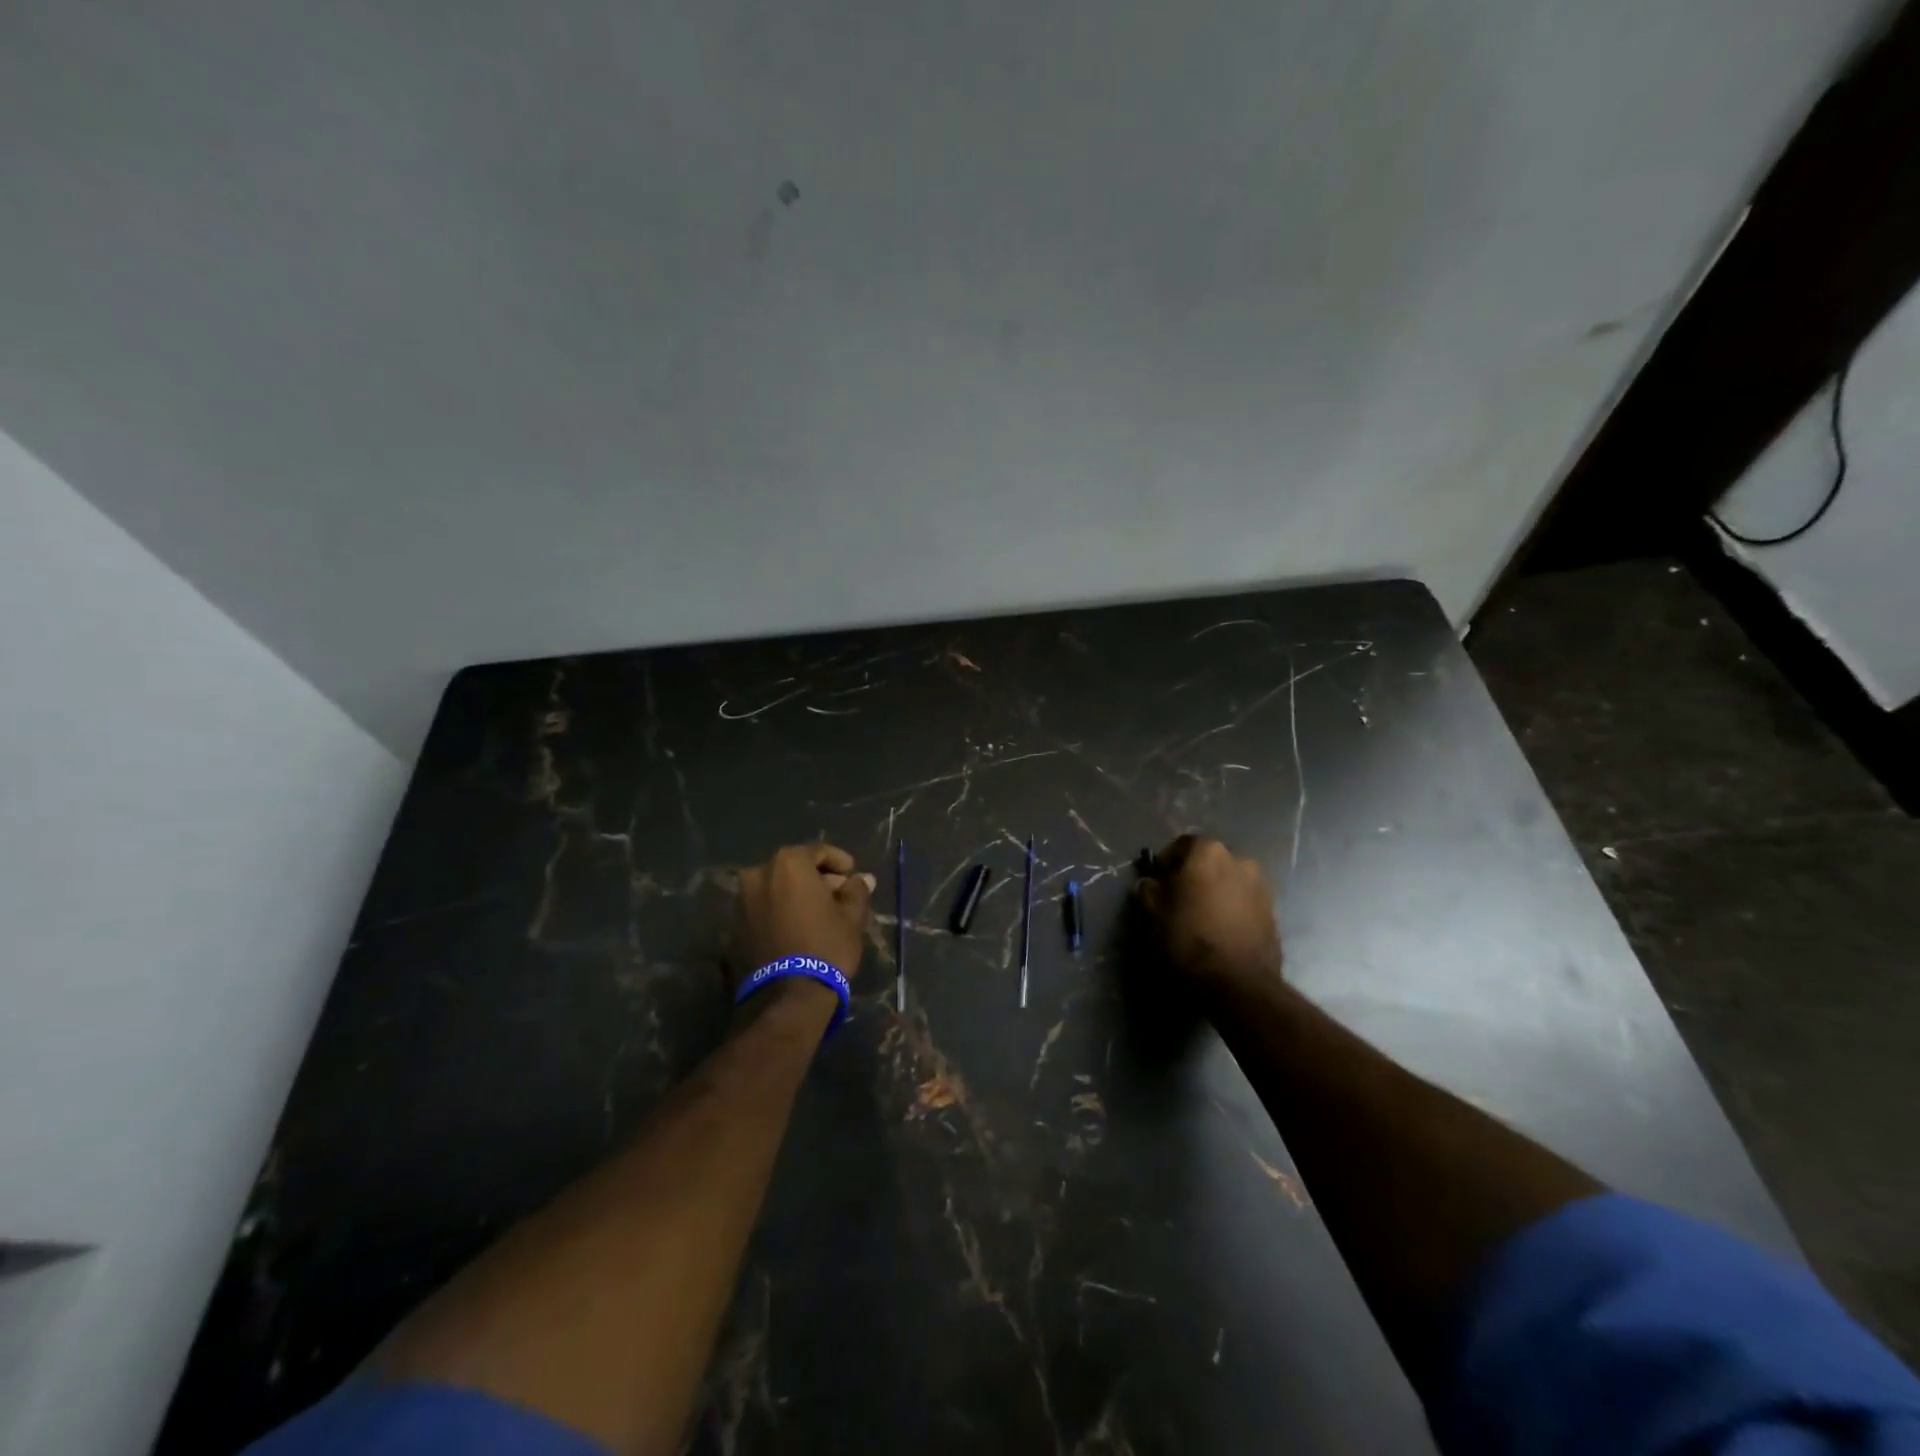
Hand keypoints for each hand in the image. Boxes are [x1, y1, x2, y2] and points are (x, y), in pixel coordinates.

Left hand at [731, 843, 873, 992]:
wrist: (786, 997)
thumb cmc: (825, 946)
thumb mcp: (852, 917)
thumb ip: (856, 891)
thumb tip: (862, 880)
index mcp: (788, 864)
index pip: (819, 851)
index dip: (839, 862)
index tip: (852, 876)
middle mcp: (759, 874)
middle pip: (794, 868)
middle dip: (817, 878)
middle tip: (837, 896)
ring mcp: (742, 901)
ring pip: (776, 888)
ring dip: (796, 895)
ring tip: (818, 914)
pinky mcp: (735, 927)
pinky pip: (763, 908)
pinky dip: (780, 911)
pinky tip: (797, 928)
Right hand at [1136, 835, 1282, 997]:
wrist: (1237, 982)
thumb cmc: (1188, 938)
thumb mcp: (1153, 914)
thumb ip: (1149, 890)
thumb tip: (1150, 883)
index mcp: (1209, 852)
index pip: (1184, 844)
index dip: (1168, 860)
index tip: (1159, 879)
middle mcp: (1240, 861)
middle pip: (1210, 861)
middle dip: (1195, 874)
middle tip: (1180, 898)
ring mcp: (1261, 887)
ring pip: (1230, 881)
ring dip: (1217, 892)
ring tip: (1202, 916)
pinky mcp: (1273, 914)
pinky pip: (1245, 902)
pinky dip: (1233, 909)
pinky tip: (1221, 930)